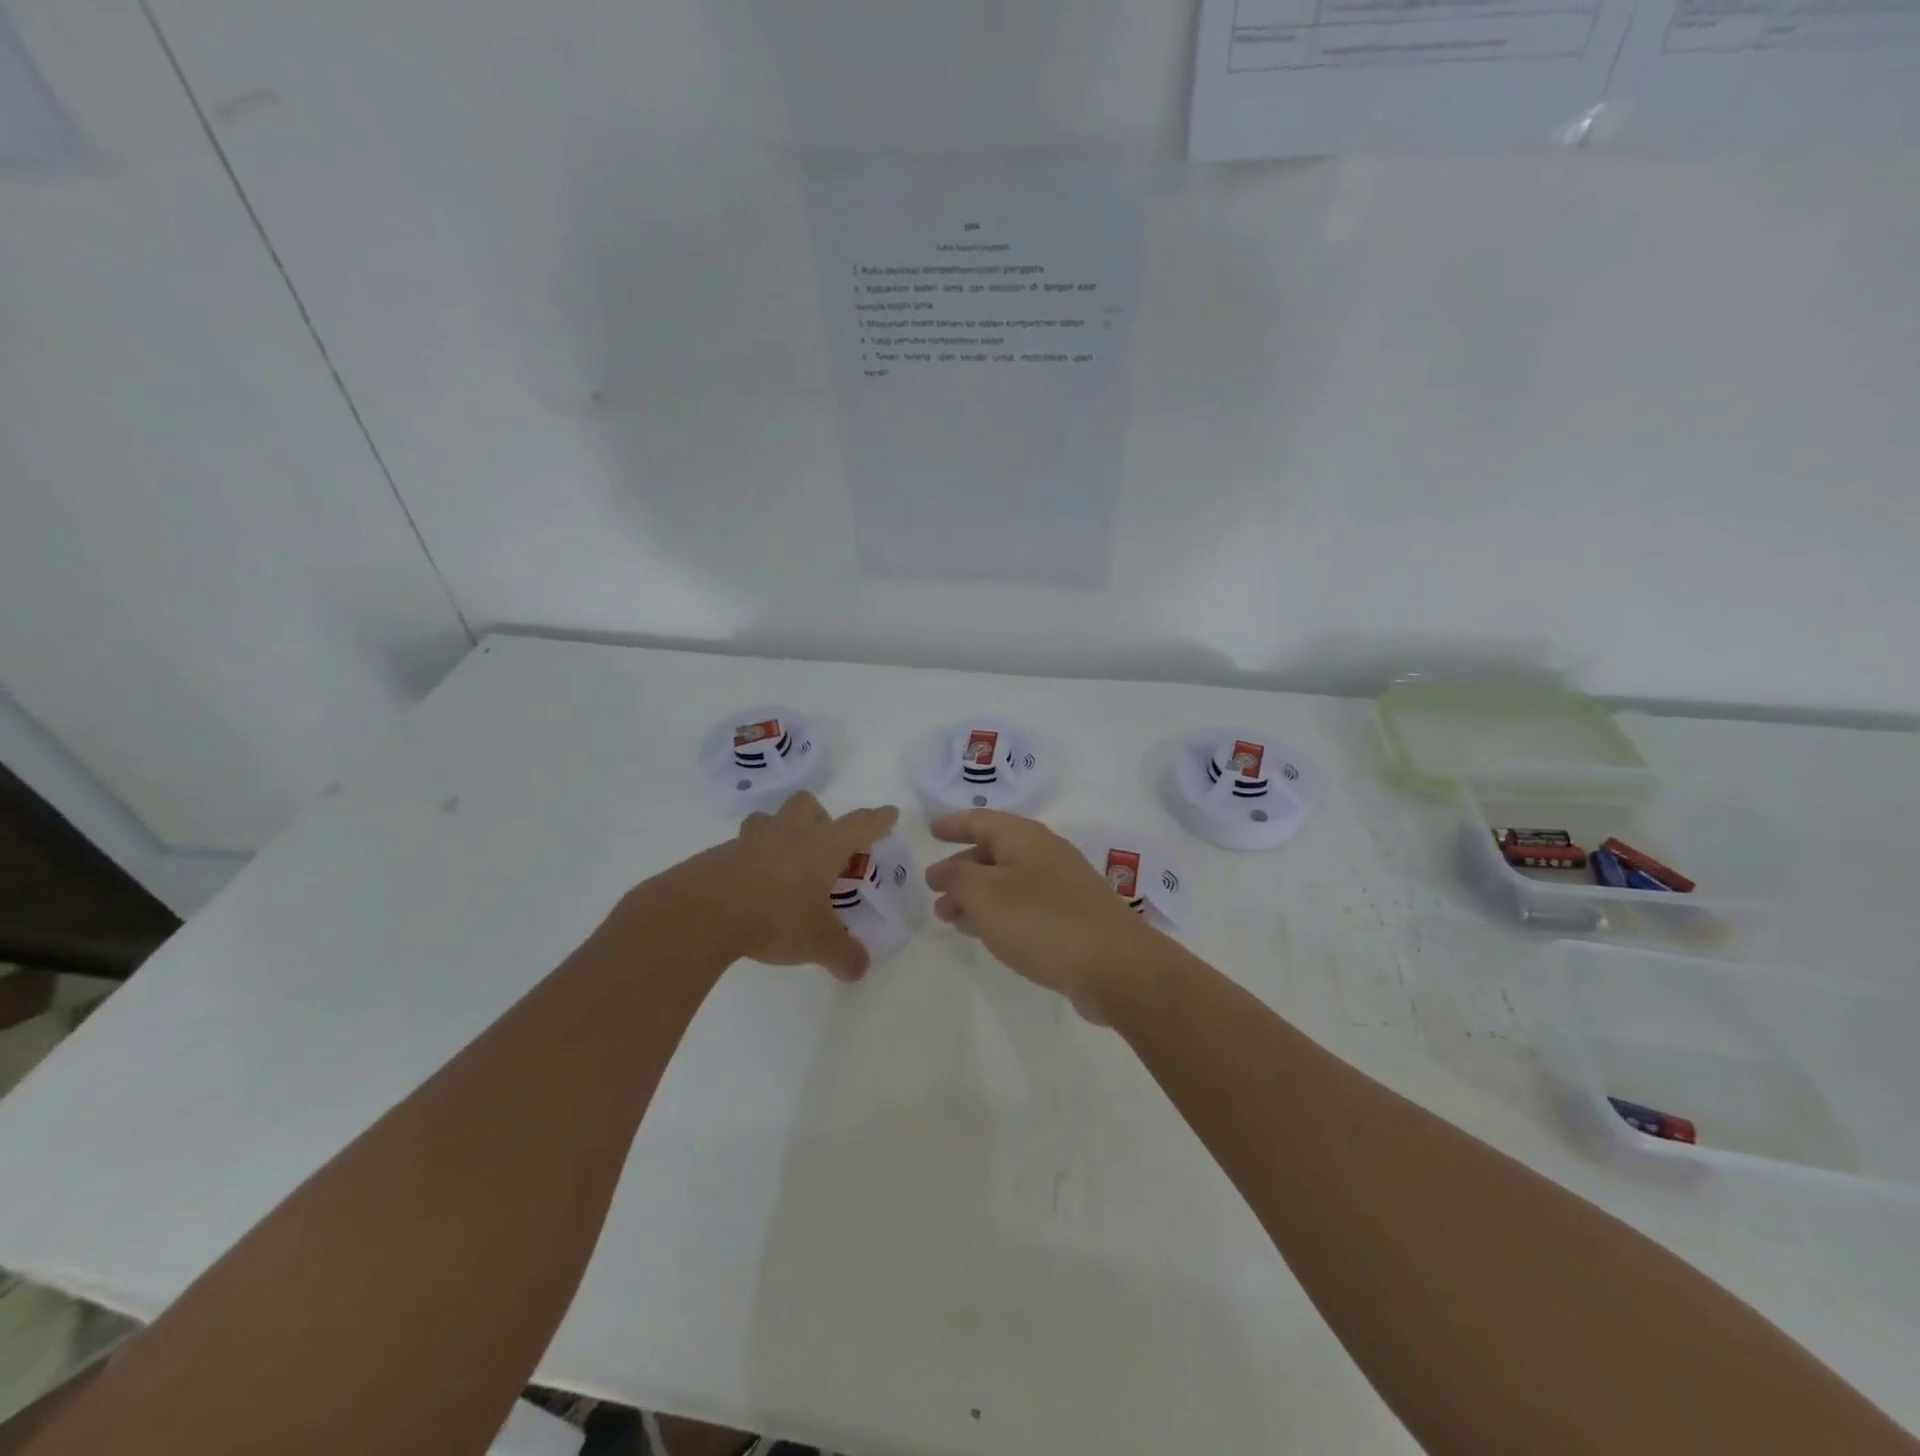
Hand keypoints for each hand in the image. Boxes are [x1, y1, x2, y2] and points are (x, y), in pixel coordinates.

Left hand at [666, 792, 898, 980]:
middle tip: (823, 850)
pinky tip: (751, 889)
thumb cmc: (774, 917)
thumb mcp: (818, 943)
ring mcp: (751, 841)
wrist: (701, 913)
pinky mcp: (720, 855)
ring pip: (770, 819)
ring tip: (784, 864)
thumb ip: (844, 955)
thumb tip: (860, 968)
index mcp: (822, 846)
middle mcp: (789, 833)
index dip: (877, 820)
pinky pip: (742, 847)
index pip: (859, 825)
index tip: (889, 813)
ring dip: (780, 832)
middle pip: (807, 805)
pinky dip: (751, 860)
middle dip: (820, 818)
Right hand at [925, 810, 1160, 1019]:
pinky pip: (1024, 906)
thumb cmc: (1041, 920)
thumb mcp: (985, 894)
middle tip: (933, 889)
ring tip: (948, 917)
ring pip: (1007, 882)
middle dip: (961, 868)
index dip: (954, 825)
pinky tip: (986, 934)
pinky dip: (998, 914)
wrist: (1114, 966)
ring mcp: (1062, 887)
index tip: (931, 832)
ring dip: (976, 895)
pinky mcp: (1072, 919)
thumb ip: (956, 878)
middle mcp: (1045, 854)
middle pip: (994, 852)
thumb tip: (943, 871)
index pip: (981, 820)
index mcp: (1025, 838)